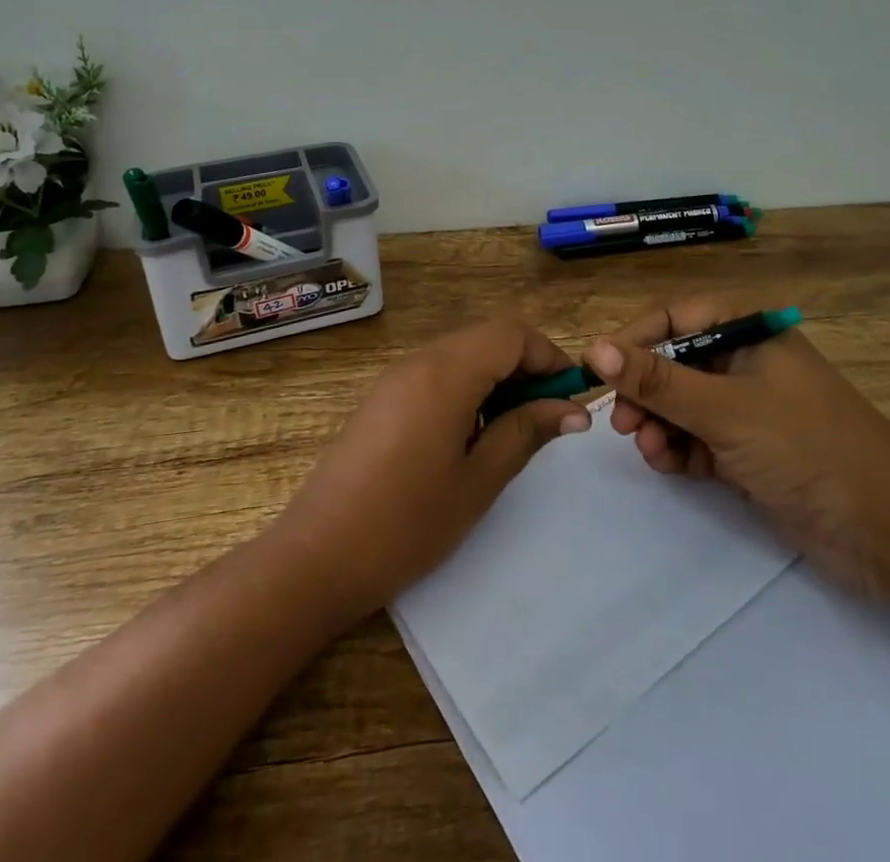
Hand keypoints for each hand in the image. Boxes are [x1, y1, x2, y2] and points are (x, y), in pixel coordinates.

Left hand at [269, 320, 592, 624]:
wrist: (317, 556)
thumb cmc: (407, 523)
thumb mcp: (478, 480)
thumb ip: (526, 432)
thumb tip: (572, 409)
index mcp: (446, 372)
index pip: (512, 333)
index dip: (548, 357)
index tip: (568, 399)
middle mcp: (419, 360)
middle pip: (487, 339)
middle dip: (525, 368)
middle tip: (545, 420)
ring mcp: (395, 377)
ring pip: (462, 355)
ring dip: (496, 380)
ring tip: (511, 433)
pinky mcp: (382, 398)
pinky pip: (437, 374)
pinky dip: (467, 390)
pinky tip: (469, 438)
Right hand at [585, 295, 889, 598]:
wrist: (888, 532)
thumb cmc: (806, 447)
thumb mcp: (724, 409)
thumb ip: (657, 380)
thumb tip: (593, 348)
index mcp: (748, 331)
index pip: (674, 317)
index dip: (632, 339)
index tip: (596, 369)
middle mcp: (744, 361)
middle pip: (672, 361)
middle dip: (644, 390)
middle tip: (621, 421)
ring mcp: (746, 407)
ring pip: (680, 403)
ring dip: (657, 423)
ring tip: (649, 450)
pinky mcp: (747, 449)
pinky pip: (695, 437)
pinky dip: (677, 448)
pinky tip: (667, 464)